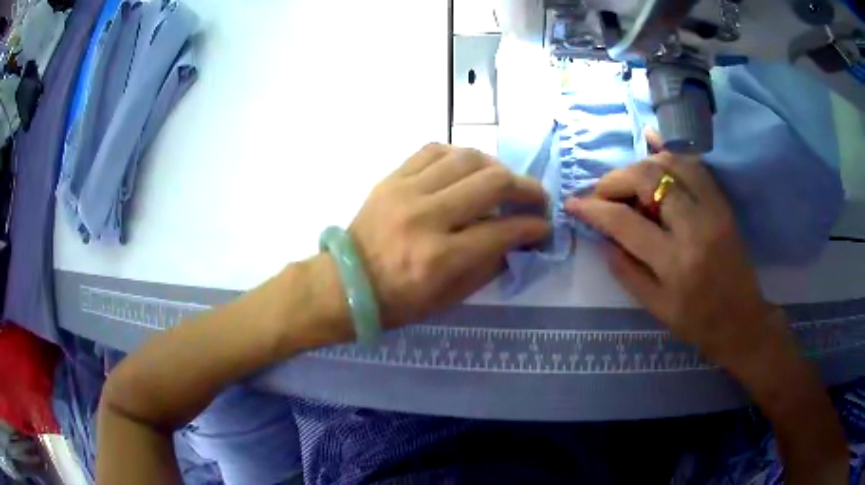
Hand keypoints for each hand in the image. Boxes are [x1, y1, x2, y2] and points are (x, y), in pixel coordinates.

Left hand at [350, 144, 549, 327]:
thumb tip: (519, 238)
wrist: (346, 282)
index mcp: (439, 257)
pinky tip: (468, 169)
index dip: (532, 226)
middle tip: (536, 199)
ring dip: (496, 167)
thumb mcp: (450, 298)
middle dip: (526, 188)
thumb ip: (489, 265)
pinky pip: (434, 150)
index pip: (502, 230)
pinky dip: (459, 156)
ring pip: (466, 158)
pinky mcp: (391, 178)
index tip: (544, 226)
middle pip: (491, 183)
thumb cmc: (398, 301)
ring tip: (504, 182)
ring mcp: (405, 191)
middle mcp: (425, 217)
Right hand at [564, 131, 777, 363]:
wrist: (742, 320)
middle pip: (648, 179)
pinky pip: (694, 164)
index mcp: (674, 262)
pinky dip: (670, 150)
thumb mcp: (656, 308)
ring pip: (671, 163)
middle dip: (615, 180)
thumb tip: (603, 237)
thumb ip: (626, 270)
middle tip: (601, 193)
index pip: (625, 222)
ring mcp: (713, 209)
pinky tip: (652, 141)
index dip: (593, 208)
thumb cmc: (698, 322)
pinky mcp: (722, 202)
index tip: (573, 203)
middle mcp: (695, 227)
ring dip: (640, 164)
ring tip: (625, 180)